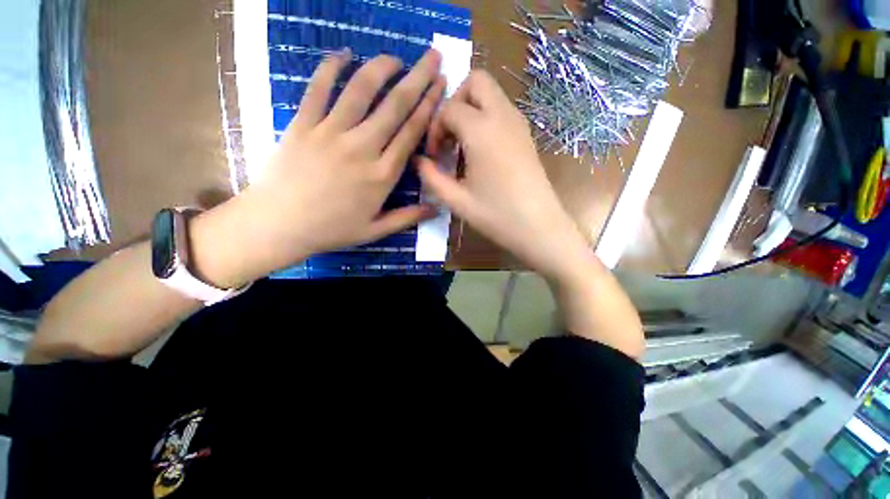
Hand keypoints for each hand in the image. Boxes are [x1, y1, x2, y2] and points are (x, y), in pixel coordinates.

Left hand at [202, 49, 445, 282]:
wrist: (279, 225)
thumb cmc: (331, 230)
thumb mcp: (375, 231)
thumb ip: (407, 217)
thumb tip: (436, 208)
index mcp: (382, 175)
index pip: (411, 133)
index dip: (428, 107)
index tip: (440, 86)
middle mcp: (362, 148)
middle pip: (394, 106)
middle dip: (417, 78)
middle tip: (432, 57)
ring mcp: (331, 133)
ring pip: (361, 91)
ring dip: (381, 68)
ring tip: (395, 57)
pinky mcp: (303, 125)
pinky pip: (319, 89)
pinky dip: (331, 68)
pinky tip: (344, 54)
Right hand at [418, 71, 592, 281]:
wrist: (539, 227)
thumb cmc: (496, 216)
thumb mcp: (456, 200)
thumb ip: (431, 177)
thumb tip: (418, 161)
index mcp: (481, 130)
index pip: (449, 108)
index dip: (435, 129)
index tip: (434, 155)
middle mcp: (502, 116)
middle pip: (476, 81)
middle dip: (455, 101)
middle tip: (448, 135)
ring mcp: (519, 123)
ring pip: (491, 94)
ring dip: (471, 110)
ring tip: (462, 146)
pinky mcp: (526, 135)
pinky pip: (502, 110)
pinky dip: (486, 119)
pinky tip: (480, 151)